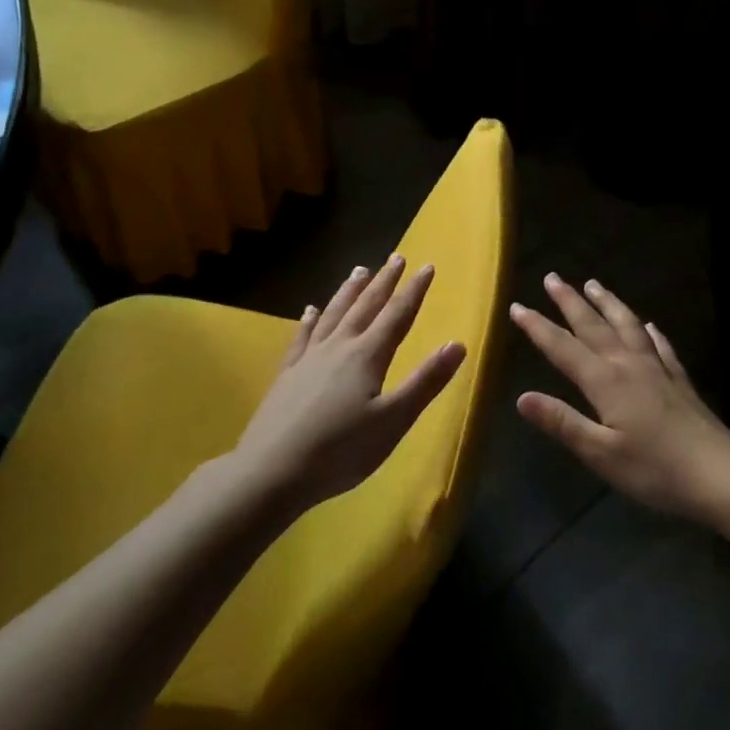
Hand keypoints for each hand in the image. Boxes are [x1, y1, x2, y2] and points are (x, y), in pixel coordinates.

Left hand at [235, 257, 465, 510]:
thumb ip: (426, 381)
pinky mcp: (287, 375)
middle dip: (384, 282)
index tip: (427, 266)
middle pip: (365, 307)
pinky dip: (309, 320)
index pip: (397, 315)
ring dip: (349, 292)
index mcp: (367, 356)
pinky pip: (301, 337)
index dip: (414, 290)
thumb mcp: (394, 420)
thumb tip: (458, 344)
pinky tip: (310, 310)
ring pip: (333, 315)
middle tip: (396, 258)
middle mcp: (338, 347)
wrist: (271, 472)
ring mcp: (308, 359)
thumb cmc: (340, 451)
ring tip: (359, 271)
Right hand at [511, 274, 729, 521]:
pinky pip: (660, 346)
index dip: (538, 327)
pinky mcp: (679, 380)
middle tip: (553, 278)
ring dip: (608, 303)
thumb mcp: (600, 453)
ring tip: (594, 284)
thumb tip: (522, 397)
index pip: (563, 348)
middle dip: (570, 302)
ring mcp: (657, 369)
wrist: (719, 474)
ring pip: (627, 326)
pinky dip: (649, 331)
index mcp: (606, 382)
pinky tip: (648, 325)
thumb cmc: (654, 469)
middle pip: (594, 326)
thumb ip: (562, 422)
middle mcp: (629, 365)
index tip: (517, 306)